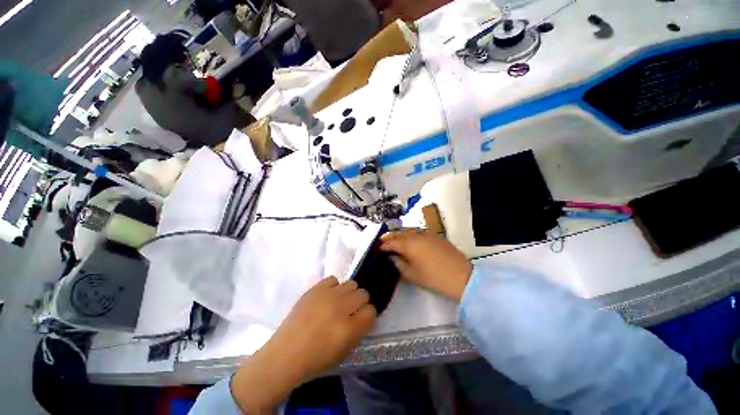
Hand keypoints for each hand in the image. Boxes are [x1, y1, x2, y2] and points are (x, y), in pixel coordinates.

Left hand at [230, 278, 375, 412]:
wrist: (286, 353)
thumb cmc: (316, 358)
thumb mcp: (345, 350)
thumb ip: (359, 330)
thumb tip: (364, 314)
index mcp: (350, 328)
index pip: (371, 311)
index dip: (367, 315)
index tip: (361, 318)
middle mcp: (341, 308)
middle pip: (363, 294)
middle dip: (360, 302)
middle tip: (350, 310)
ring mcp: (328, 296)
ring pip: (351, 284)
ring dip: (348, 293)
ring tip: (339, 302)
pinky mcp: (315, 289)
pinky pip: (333, 279)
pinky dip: (333, 287)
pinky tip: (327, 297)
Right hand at [380, 230, 472, 301]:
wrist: (461, 276)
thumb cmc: (433, 278)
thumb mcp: (412, 274)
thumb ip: (398, 263)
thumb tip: (391, 256)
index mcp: (409, 245)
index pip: (391, 242)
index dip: (382, 246)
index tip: (377, 249)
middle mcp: (416, 235)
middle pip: (398, 233)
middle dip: (389, 237)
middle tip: (382, 242)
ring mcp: (426, 233)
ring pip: (408, 231)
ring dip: (399, 235)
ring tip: (394, 241)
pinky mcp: (435, 235)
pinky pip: (418, 232)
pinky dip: (410, 235)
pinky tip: (409, 240)